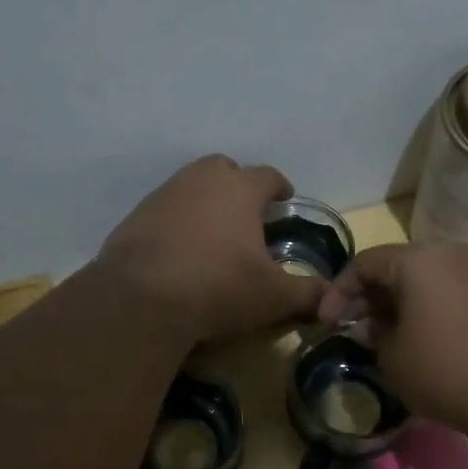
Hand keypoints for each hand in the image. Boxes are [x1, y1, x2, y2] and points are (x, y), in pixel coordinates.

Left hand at [98, 155, 324, 347]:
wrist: (141, 299)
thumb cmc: (219, 287)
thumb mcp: (273, 297)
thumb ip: (308, 293)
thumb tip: (332, 298)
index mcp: (240, 189)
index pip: (268, 176)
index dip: (280, 186)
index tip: (285, 199)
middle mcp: (201, 180)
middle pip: (224, 169)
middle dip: (238, 185)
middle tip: (247, 213)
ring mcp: (163, 194)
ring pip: (191, 185)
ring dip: (205, 201)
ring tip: (213, 232)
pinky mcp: (135, 216)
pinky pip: (164, 210)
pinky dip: (176, 222)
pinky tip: (179, 250)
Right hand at [317, 241, 467, 433]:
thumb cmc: (445, 371)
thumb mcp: (393, 357)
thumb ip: (373, 334)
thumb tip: (370, 326)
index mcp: (418, 259)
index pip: (364, 264)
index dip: (338, 292)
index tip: (326, 323)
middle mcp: (449, 252)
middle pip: (396, 265)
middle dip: (369, 295)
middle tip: (353, 326)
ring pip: (424, 276)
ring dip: (398, 300)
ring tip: (384, 334)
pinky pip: (448, 288)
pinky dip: (426, 304)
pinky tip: (420, 336)